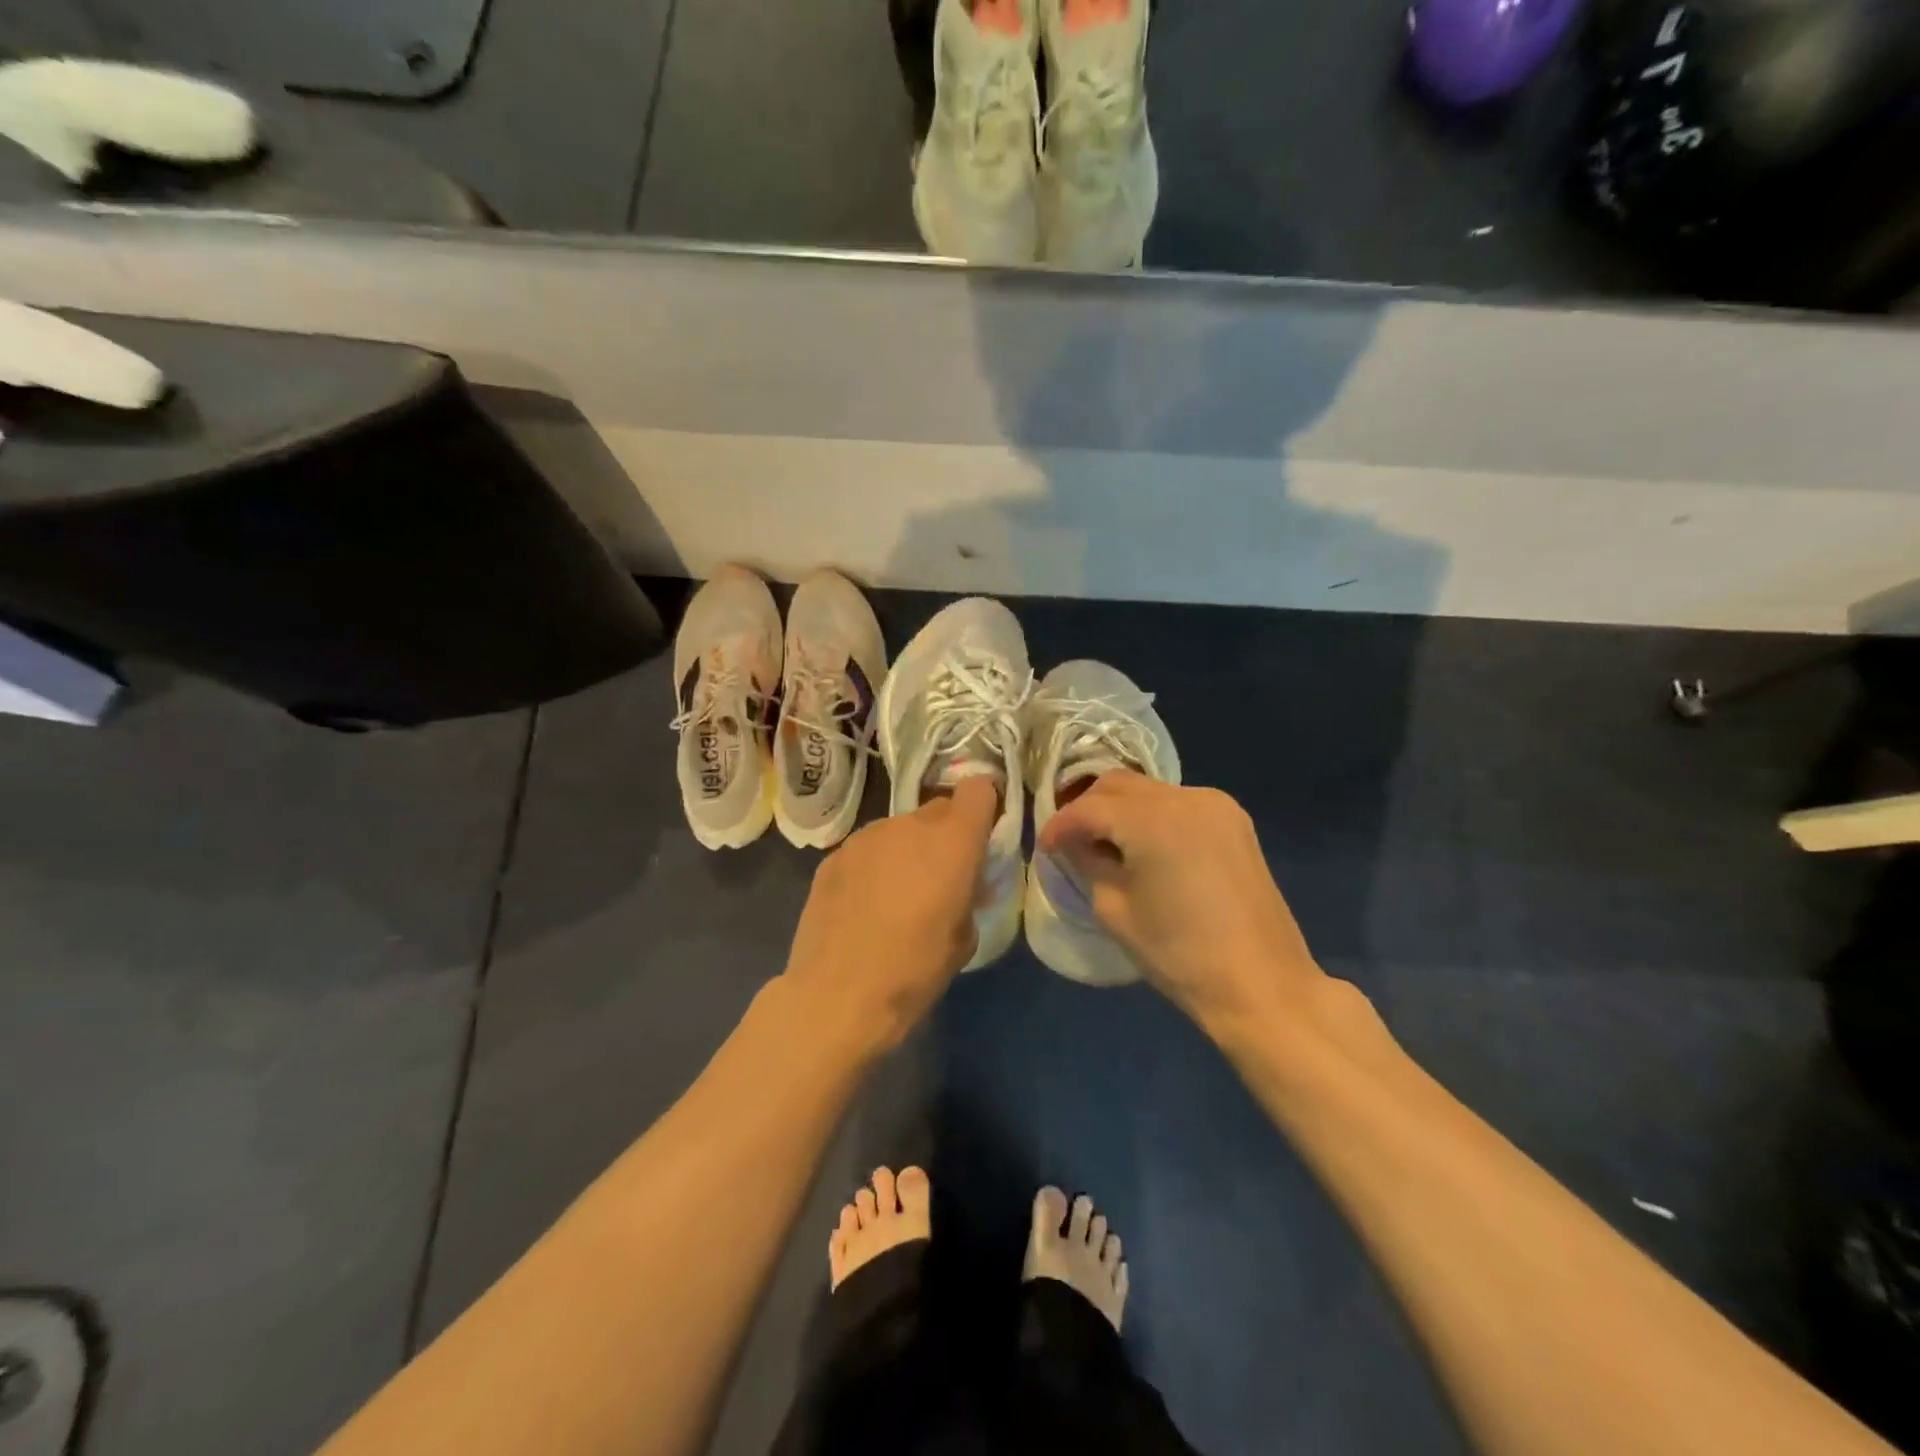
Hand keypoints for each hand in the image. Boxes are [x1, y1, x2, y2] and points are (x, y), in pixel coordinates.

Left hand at [781, 776, 997, 1049]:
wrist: (838, 994)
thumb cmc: (915, 970)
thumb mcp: (964, 937)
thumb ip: (969, 894)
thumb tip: (963, 885)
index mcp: (952, 840)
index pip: (978, 790)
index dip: (983, 809)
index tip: (980, 838)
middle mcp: (909, 825)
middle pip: (938, 809)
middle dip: (945, 835)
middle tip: (939, 877)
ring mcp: (866, 836)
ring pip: (899, 830)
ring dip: (905, 851)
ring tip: (895, 896)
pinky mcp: (833, 855)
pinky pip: (867, 850)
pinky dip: (872, 867)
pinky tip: (863, 906)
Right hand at [1037, 773, 1326, 1033]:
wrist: (1262, 984)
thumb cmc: (1179, 954)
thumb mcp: (1114, 910)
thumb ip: (1087, 863)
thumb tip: (1075, 845)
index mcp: (1152, 819)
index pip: (1088, 808)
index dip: (1059, 825)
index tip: (1045, 849)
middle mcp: (1184, 797)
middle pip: (1118, 784)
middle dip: (1088, 808)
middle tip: (1071, 842)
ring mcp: (1215, 804)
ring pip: (1148, 790)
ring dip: (1120, 810)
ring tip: (1106, 845)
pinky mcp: (1234, 820)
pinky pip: (1177, 804)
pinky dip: (1152, 817)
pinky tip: (1145, 848)